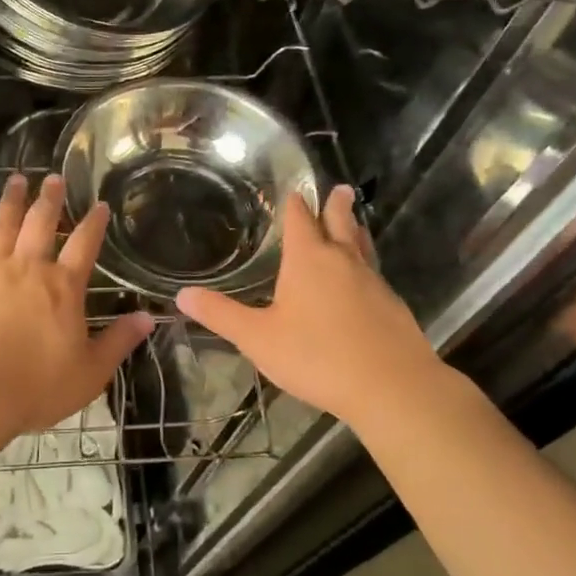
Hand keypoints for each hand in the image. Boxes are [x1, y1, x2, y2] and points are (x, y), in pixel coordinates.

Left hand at [0, 173, 153, 441]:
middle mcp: (27, 268)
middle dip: (50, 199)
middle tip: (53, 178)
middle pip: (41, 223)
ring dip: (11, 201)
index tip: (99, 204)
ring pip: (2, 225)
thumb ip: (118, 341)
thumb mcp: (90, 372)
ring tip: (16, 180)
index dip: (94, 222)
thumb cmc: (35, 387)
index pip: (85, 245)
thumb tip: (149, 318)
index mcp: (63, 287)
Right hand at [177, 185, 467, 431]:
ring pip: (362, 246)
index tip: (295, 191)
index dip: (295, 205)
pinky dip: (365, 265)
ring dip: (355, 231)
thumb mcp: (258, 338)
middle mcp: (343, 261)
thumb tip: (182, 295)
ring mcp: (373, 282)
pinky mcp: (393, 306)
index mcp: (309, 260)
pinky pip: (374, 274)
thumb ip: (221, 315)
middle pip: (340, 223)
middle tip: (339, 189)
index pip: (301, 220)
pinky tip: (364, 281)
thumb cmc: (317, 356)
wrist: (392, 386)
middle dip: (336, 206)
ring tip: (354, 223)